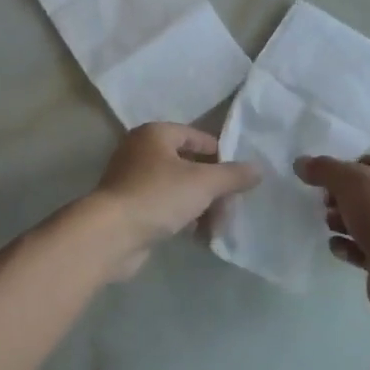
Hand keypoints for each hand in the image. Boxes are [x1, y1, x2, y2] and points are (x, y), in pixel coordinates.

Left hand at [90, 124, 260, 279]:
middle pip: (189, 165)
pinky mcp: (129, 208)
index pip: (197, 137)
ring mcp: (132, 180)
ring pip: (178, 189)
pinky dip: (182, 218)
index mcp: (156, 134)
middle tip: (229, 210)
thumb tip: (258, 169)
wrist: (111, 235)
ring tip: (215, 229)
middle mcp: (141, 151)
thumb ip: (233, 175)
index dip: (221, 156)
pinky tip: (197, 235)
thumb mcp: (204, 183)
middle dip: (213, 189)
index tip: (239, 179)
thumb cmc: (158, 196)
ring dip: (200, 207)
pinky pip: (165, 207)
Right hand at [295, 154, 369, 324]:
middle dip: (339, 199)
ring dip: (341, 222)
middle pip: (364, 193)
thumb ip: (323, 169)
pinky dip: (348, 247)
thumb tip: (300, 162)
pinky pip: (363, 248)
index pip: (368, 163)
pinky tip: (338, 249)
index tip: (322, 182)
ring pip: (363, 221)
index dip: (342, 170)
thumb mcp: (350, 181)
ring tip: (330, 227)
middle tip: (326, 206)